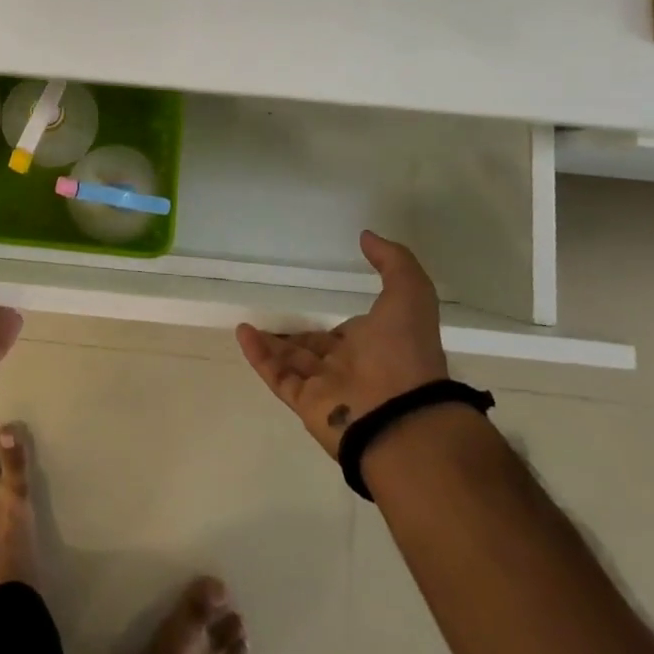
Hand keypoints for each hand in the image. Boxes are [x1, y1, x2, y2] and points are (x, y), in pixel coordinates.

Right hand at [236, 230, 448, 456]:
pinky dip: (259, 355)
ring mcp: (326, 388)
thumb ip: (393, 263)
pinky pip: (277, 375)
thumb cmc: (405, 354)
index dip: (331, 322)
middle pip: (314, 350)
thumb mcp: (410, 295)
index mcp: (374, 346)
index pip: (345, 333)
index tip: (312, 306)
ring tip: (247, 325)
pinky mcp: (306, 403)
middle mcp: (349, 368)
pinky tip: (243, 333)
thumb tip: (367, 236)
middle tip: (273, 317)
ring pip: (291, 362)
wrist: (402, 418)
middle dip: (296, 336)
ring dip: (271, 344)